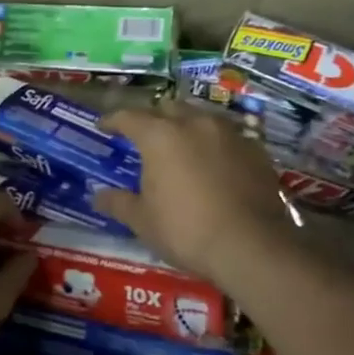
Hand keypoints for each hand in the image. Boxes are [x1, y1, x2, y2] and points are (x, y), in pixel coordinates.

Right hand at [94, 104, 293, 283]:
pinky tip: (214, 163)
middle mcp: (194, 124)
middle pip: (168, 108)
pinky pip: (228, 137)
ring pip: (201, 118)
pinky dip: (215, 145)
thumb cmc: (186, 230)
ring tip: (181, 146)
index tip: (103, 126)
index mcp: (160, 137)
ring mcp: (229, 134)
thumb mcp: (143, 221)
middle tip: (145, 136)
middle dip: (154, 118)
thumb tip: (97, 196)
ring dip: (187, 127)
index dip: (113, 120)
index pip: (129, 117)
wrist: (251, 246)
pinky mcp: (255, 150)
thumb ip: (118, 203)